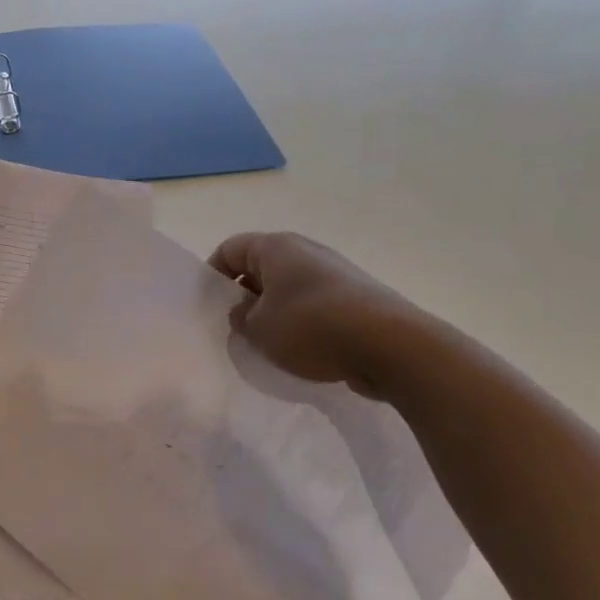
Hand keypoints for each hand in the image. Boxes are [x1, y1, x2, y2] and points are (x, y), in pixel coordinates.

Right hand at [208, 232, 434, 399]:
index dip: (213, 276)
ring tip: (266, 345)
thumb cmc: (311, 327)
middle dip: (243, 297)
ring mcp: (334, 273)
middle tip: (234, 329)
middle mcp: (305, 251)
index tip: (209, 307)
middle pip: (260, 268)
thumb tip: (245, 312)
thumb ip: (240, 318)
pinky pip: (313, 305)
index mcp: (276, 247)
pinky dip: (300, 323)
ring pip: (288, 289)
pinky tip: (300, 351)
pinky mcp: (354, 297)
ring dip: (272, 313)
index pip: (229, 249)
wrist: (390, 345)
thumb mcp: (259, 329)